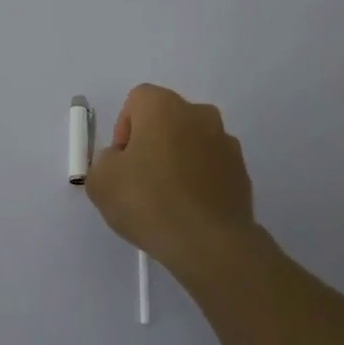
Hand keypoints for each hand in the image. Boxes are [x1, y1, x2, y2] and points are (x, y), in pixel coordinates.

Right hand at [83, 84, 260, 283]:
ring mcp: (226, 142)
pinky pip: (211, 166)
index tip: (121, 162)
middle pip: (166, 119)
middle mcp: (199, 114)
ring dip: (177, 160)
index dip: (123, 128)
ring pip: (191, 142)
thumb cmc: (149, 202)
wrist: (210, 244)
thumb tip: (120, 161)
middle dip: (151, 142)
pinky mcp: (242, 172)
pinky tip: (189, 210)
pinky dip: (198, 180)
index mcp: (164, 106)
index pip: (137, 100)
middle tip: (139, 179)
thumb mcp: (101, 181)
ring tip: (166, 199)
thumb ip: (104, 161)